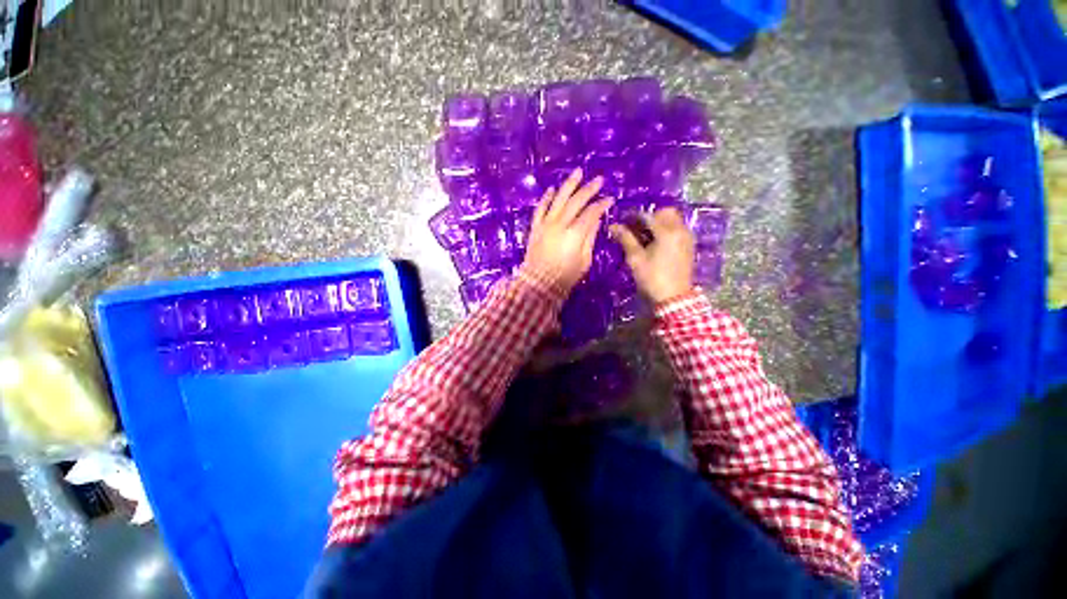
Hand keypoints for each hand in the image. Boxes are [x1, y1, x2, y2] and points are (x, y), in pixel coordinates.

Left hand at [523, 168, 613, 294]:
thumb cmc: (565, 276)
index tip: (610, 199)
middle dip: (589, 189)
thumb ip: (590, 238)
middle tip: (599, 180)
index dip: (601, 205)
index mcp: (575, 233)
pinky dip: (546, 198)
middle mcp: (560, 224)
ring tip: (578, 172)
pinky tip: (552, 189)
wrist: (538, 283)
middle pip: (576, 201)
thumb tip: (595, 220)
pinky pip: (540, 209)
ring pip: (558, 199)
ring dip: (569, 185)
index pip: (591, 213)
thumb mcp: (584, 261)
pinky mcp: (536, 227)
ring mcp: (546, 224)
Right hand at [609, 207, 694, 303]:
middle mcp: (680, 230)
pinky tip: (654, 243)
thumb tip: (613, 226)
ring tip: (643, 237)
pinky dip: (666, 230)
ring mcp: (687, 238)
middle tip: (635, 229)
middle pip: (665, 212)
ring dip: (658, 223)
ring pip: (673, 220)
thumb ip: (625, 239)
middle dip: (649, 217)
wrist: (674, 299)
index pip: (647, 215)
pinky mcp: (688, 246)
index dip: (632, 217)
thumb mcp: (635, 259)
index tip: (621, 222)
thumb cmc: (652, 278)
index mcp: (667, 232)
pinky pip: (677, 229)